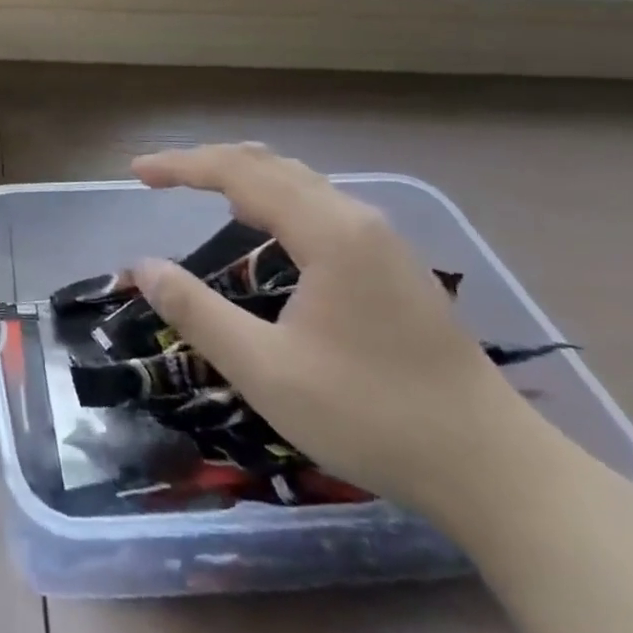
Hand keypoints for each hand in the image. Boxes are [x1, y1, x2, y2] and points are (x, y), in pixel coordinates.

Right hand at [131, 143, 546, 516]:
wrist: (495, 469)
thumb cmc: (372, 415)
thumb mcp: (266, 371)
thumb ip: (198, 312)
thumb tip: (144, 267)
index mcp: (327, 230)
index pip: (239, 172)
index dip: (181, 166)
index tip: (137, 174)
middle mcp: (356, 217)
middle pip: (269, 164)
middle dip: (208, 162)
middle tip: (160, 178)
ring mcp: (383, 239)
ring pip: (300, 180)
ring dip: (244, 176)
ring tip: (201, 189)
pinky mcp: (395, 264)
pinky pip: (320, 203)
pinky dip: (275, 196)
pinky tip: (267, 226)